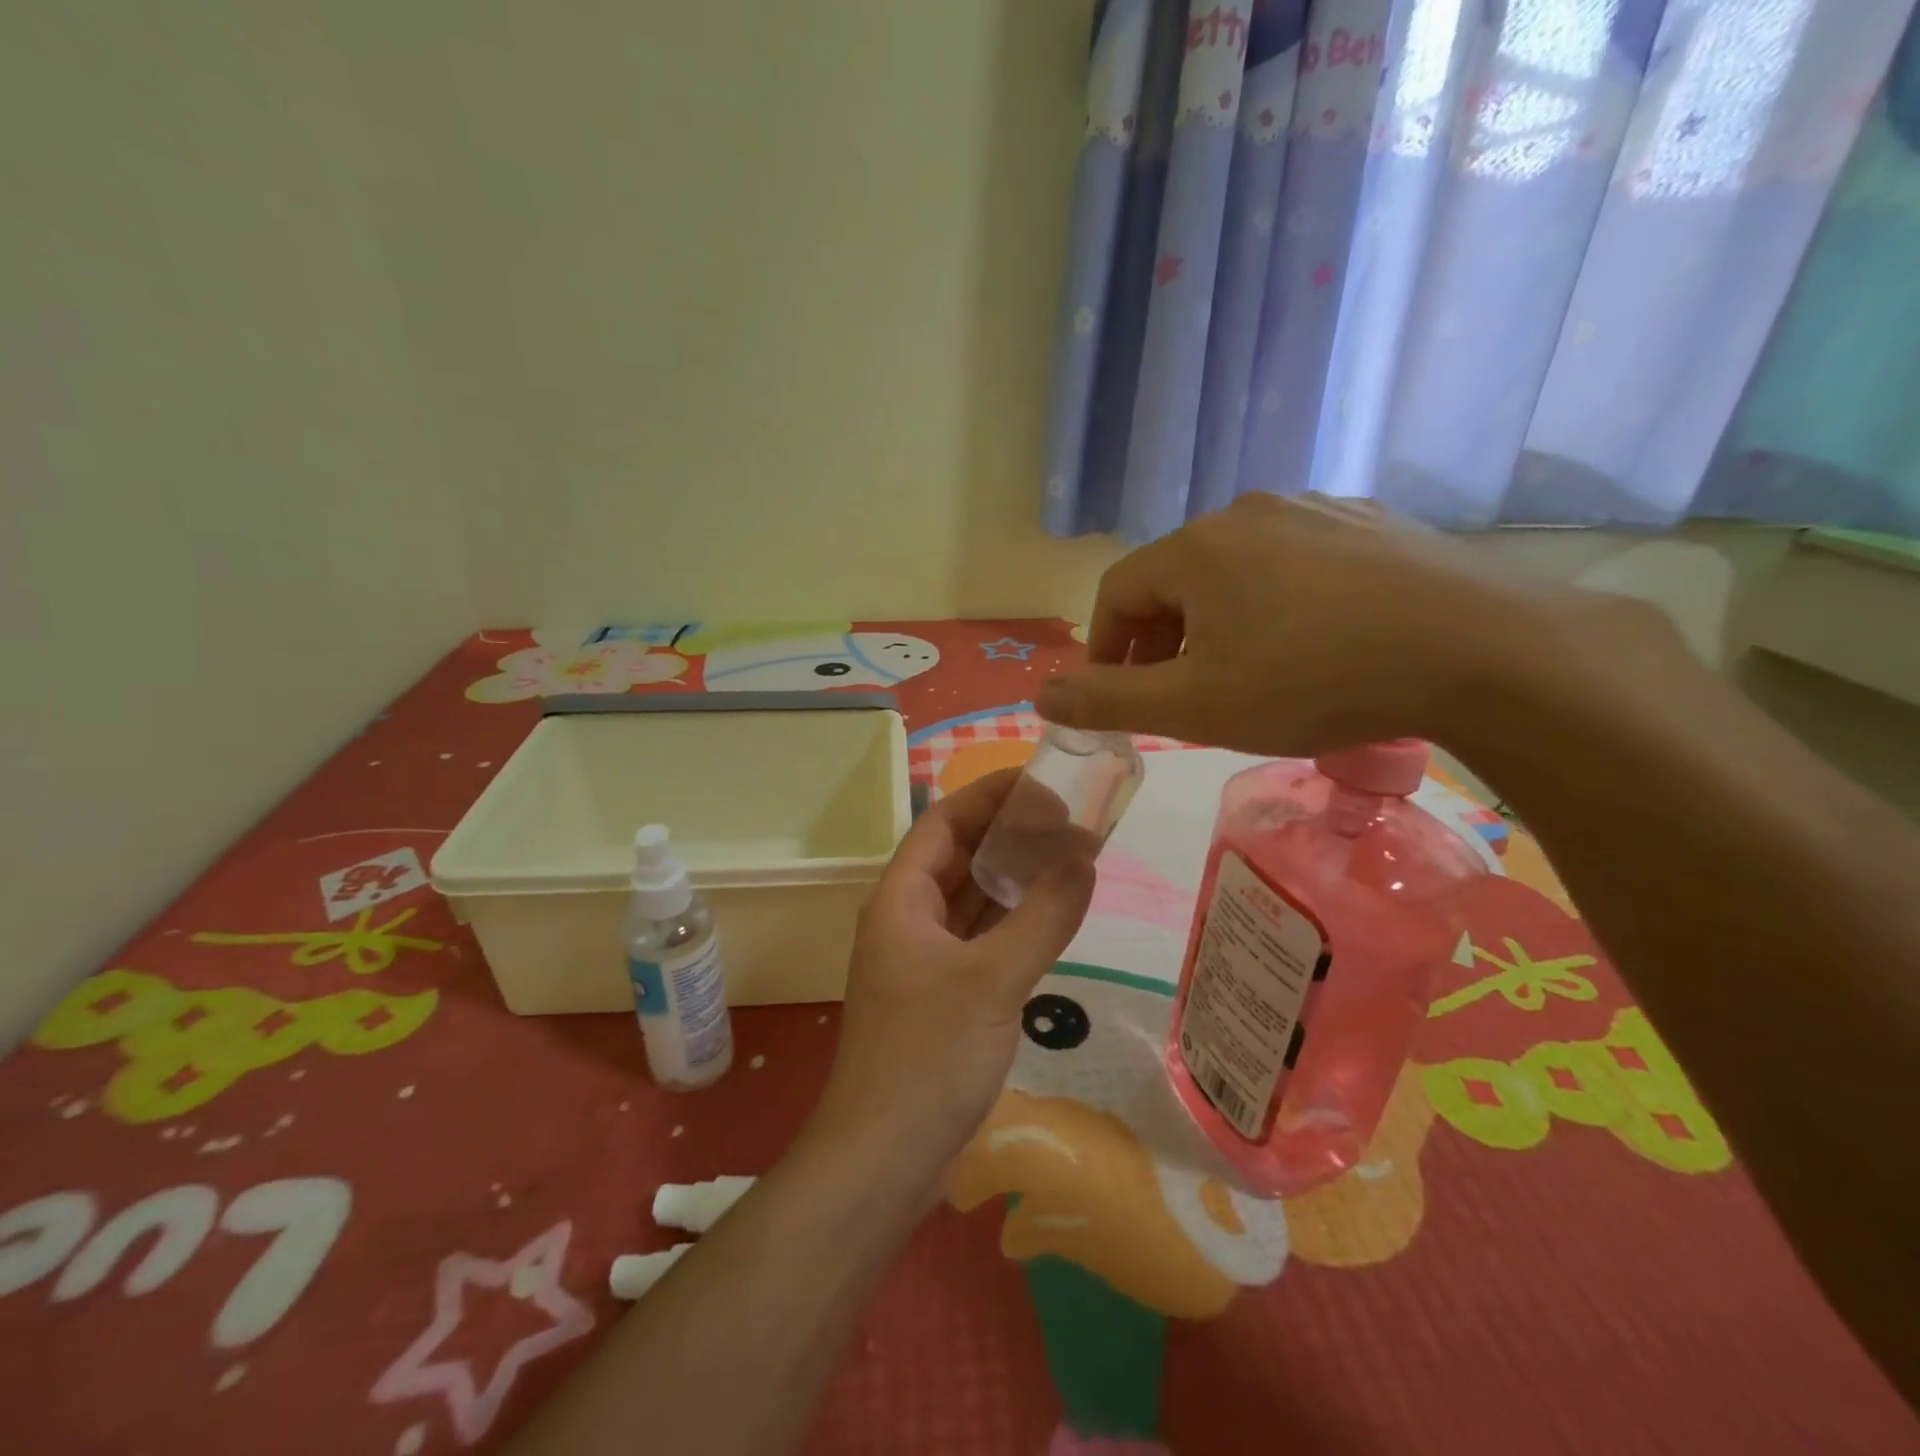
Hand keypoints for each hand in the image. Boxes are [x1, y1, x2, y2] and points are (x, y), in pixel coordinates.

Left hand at [808, 769, 1095, 1177]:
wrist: (884, 1159)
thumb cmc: (929, 1056)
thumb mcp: (994, 979)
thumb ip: (1044, 914)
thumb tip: (1086, 855)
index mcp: (901, 898)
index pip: (945, 822)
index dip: (990, 794)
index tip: (1043, 779)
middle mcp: (907, 918)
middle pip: (959, 856)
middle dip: (1009, 833)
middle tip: (1070, 816)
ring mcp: (923, 958)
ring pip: (971, 898)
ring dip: (1013, 876)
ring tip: (1069, 854)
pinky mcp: (941, 993)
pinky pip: (980, 937)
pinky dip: (1012, 920)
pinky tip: (1050, 912)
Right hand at [1037, 493, 1558, 757]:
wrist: (1480, 651)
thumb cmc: (1313, 680)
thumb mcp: (1195, 707)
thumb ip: (1108, 701)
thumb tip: (1041, 696)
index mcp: (1196, 548)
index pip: (1116, 592)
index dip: (1104, 647)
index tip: (1116, 694)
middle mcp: (1247, 512)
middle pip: (1174, 580)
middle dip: (1161, 641)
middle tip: (1180, 696)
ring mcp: (1316, 510)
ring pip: (1235, 571)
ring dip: (1217, 623)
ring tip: (1245, 675)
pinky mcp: (1369, 524)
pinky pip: (1295, 564)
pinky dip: (1276, 604)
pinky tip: (1311, 644)